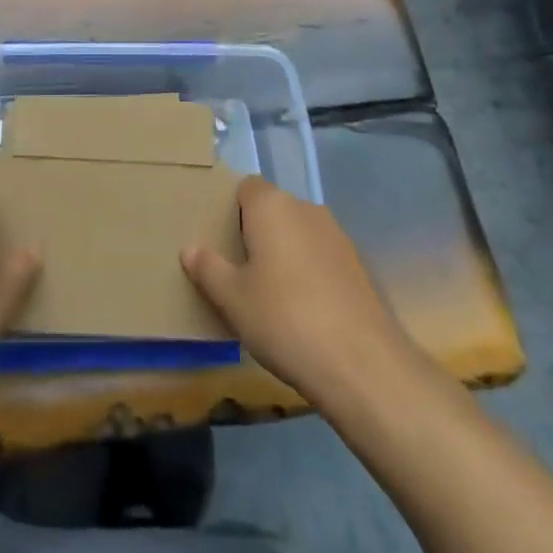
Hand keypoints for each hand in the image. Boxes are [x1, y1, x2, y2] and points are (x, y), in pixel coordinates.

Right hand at [182, 177, 421, 405]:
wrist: (363, 365)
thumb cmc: (285, 320)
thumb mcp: (233, 299)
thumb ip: (208, 269)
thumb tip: (190, 249)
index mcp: (271, 206)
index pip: (245, 187)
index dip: (231, 209)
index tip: (221, 240)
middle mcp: (305, 208)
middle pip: (273, 209)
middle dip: (257, 232)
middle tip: (239, 270)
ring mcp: (336, 235)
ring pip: (299, 233)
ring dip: (285, 253)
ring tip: (271, 294)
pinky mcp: (357, 265)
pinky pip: (321, 256)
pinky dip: (310, 272)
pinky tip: (304, 310)